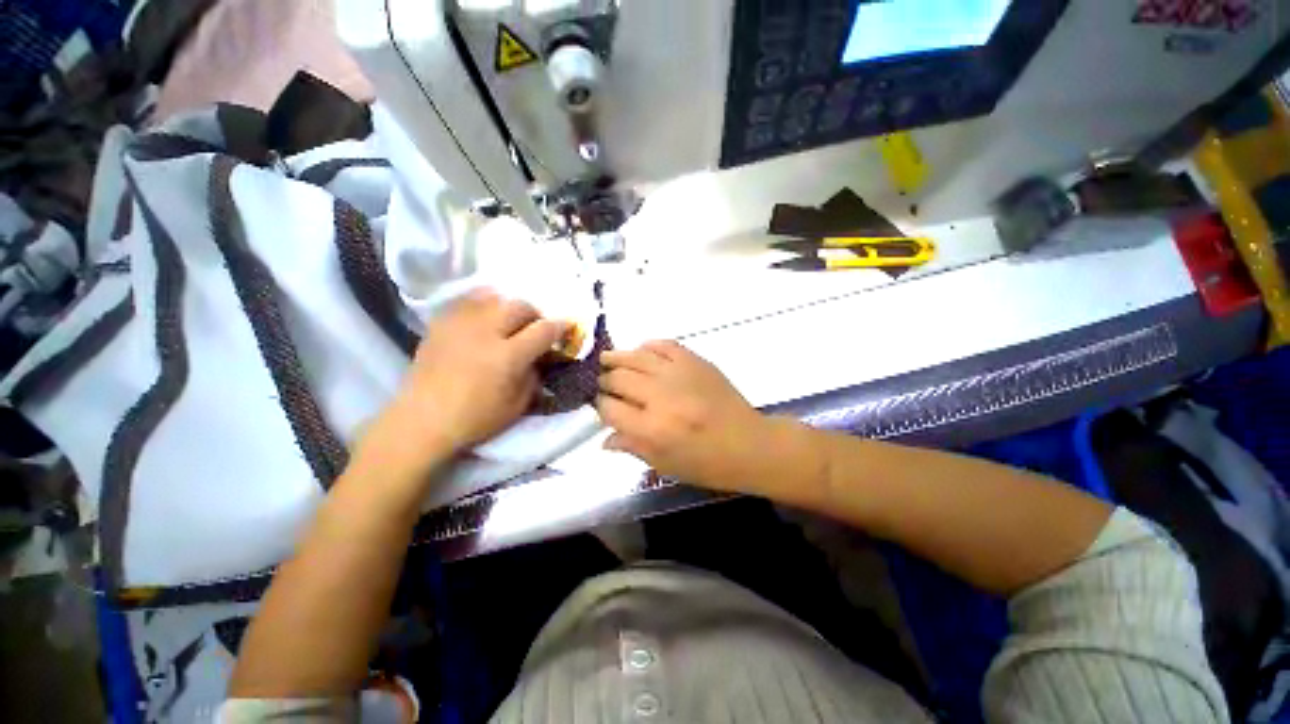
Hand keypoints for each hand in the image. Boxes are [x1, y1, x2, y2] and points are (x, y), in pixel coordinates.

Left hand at [362, 290, 567, 477]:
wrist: (422, 421)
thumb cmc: (475, 419)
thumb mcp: (518, 405)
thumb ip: (534, 377)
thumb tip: (540, 358)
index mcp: (508, 357)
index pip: (543, 330)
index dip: (560, 326)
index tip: (567, 326)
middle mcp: (486, 333)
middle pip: (520, 306)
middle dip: (535, 314)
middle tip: (535, 327)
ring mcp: (460, 325)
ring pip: (494, 298)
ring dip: (509, 306)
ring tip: (509, 320)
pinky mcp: (441, 324)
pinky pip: (466, 301)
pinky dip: (482, 303)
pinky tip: (484, 316)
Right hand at [597, 340, 770, 491]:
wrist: (750, 444)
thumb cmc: (707, 463)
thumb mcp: (665, 465)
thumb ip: (632, 448)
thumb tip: (604, 438)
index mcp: (652, 430)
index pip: (610, 409)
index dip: (600, 406)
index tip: (601, 406)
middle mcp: (661, 397)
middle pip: (618, 379)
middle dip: (605, 381)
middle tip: (603, 383)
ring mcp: (679, 374)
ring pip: (636, 357)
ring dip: (616, 357)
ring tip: (606, 359)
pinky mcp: (695, 361)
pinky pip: (664, 345)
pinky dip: (648, 346)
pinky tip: (641, 352)